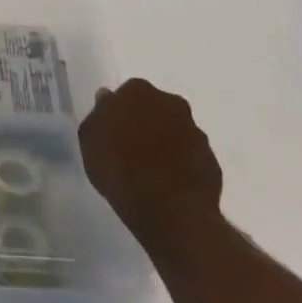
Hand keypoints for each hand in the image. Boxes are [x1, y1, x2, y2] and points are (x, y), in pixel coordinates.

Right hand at [79, 78, 224, 256]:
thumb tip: (107, 101)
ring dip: (166, 146)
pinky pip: (192, 160)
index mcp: (138, 91)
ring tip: (151, 174)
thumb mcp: (89, 139)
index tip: (113, 133)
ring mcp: (196, 133)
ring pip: (177, 133)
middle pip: (156, 109)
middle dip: (147, 124)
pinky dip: (182, 168)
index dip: (120, 114)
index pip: (127, 94)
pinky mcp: (212, 163)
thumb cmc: (119, 168)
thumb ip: (99, 115)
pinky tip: (170, 188)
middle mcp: (172, 104)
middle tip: (131, 150)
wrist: (169, 211)